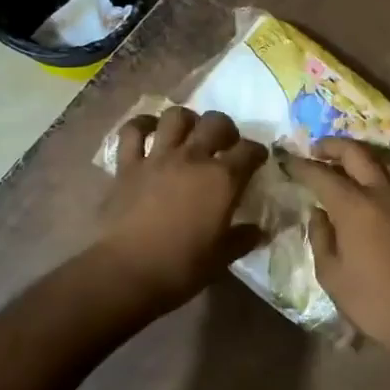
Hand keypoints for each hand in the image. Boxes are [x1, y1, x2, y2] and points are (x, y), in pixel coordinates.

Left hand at [97, 106, 267, 309]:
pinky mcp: (128, 165)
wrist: (128, 272)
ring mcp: (158, 157)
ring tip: (190, 132)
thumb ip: (243, 239)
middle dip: (226, 129)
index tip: (257, 160)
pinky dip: (142, 125)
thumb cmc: (182, 268)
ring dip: (187, 120)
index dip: (257, 152)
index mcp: (222, 179)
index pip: (249, 151)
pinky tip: (149, 129)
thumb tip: (261, 231)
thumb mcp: (222, 258)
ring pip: (176, 117)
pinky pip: (132, 132)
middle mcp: (193, 158)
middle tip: (225, 144)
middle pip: (216, 123)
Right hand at [280, 138, 389, 368]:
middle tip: (315, 148)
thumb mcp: (333, 276)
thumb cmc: (376, 302)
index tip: (285, 159)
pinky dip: (376, 172)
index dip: (301, 165)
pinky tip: (367, 186)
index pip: (321, 174)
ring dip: (358, 154)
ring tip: (342, 161)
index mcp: (354, 205)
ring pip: (381, 161)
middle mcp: (381, 193)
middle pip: (357, 153)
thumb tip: (318, 214)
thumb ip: (321, 239)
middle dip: (333, 145)